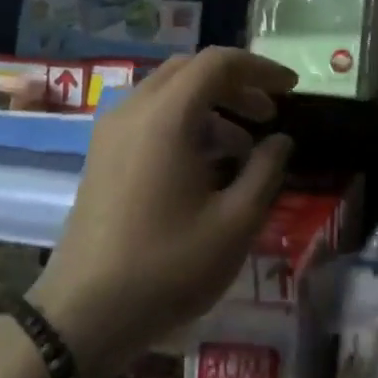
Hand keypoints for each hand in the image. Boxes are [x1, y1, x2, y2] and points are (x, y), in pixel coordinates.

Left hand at [30, 47, 295, 377]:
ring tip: (243, 148)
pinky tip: (205, 166)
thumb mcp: (235, 222)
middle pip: (190, 70)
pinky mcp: (101, 157)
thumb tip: (280, 141)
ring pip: (168, 93)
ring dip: (210, 106)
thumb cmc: (168, 265)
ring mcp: (110, 133)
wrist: (85, 313)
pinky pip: (149, 118)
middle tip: (269, 115)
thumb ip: (265, 171)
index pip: (218, 63)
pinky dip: (184, 124)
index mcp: (166, 117)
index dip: (260, 69)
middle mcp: (133, 111)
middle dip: (235, 85)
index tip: (292, 90)